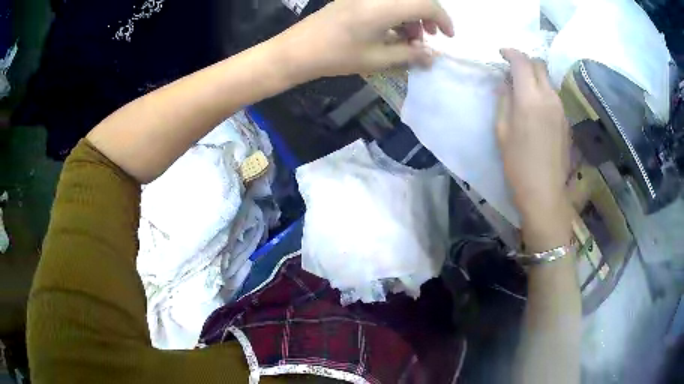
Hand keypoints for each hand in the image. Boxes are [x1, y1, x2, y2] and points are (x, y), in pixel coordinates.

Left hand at [278, 0, 453, 77]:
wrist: (296, 51)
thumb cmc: (336, 56)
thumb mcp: (377, 59)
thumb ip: (409, 54)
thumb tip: (433, 55)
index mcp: (384, 7)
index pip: (426, 4)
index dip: (443, 19)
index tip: (449, 37)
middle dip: (428, 17)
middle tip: (429, 38)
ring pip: (400, 0)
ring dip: (412, 16)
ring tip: (410, 40)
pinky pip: (385, 2)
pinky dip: (396, 14)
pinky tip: (393, 32)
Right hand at [496, 49, 572, 250]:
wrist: (545, 193)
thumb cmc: (517, 164)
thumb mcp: (501, 131)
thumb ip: (504, 101)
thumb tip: (505, 83)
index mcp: (530, 98)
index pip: (522, 61)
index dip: (510, 53)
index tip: (501, 54)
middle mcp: (549, 98)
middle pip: (539, 66)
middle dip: (525, 61)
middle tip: (513, 69)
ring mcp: (561, 109)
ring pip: (548, 80)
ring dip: (535, 77)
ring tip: (523, 89)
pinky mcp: (567, 122)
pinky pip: (554, 97)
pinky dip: (543, 92)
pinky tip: (536, 108)